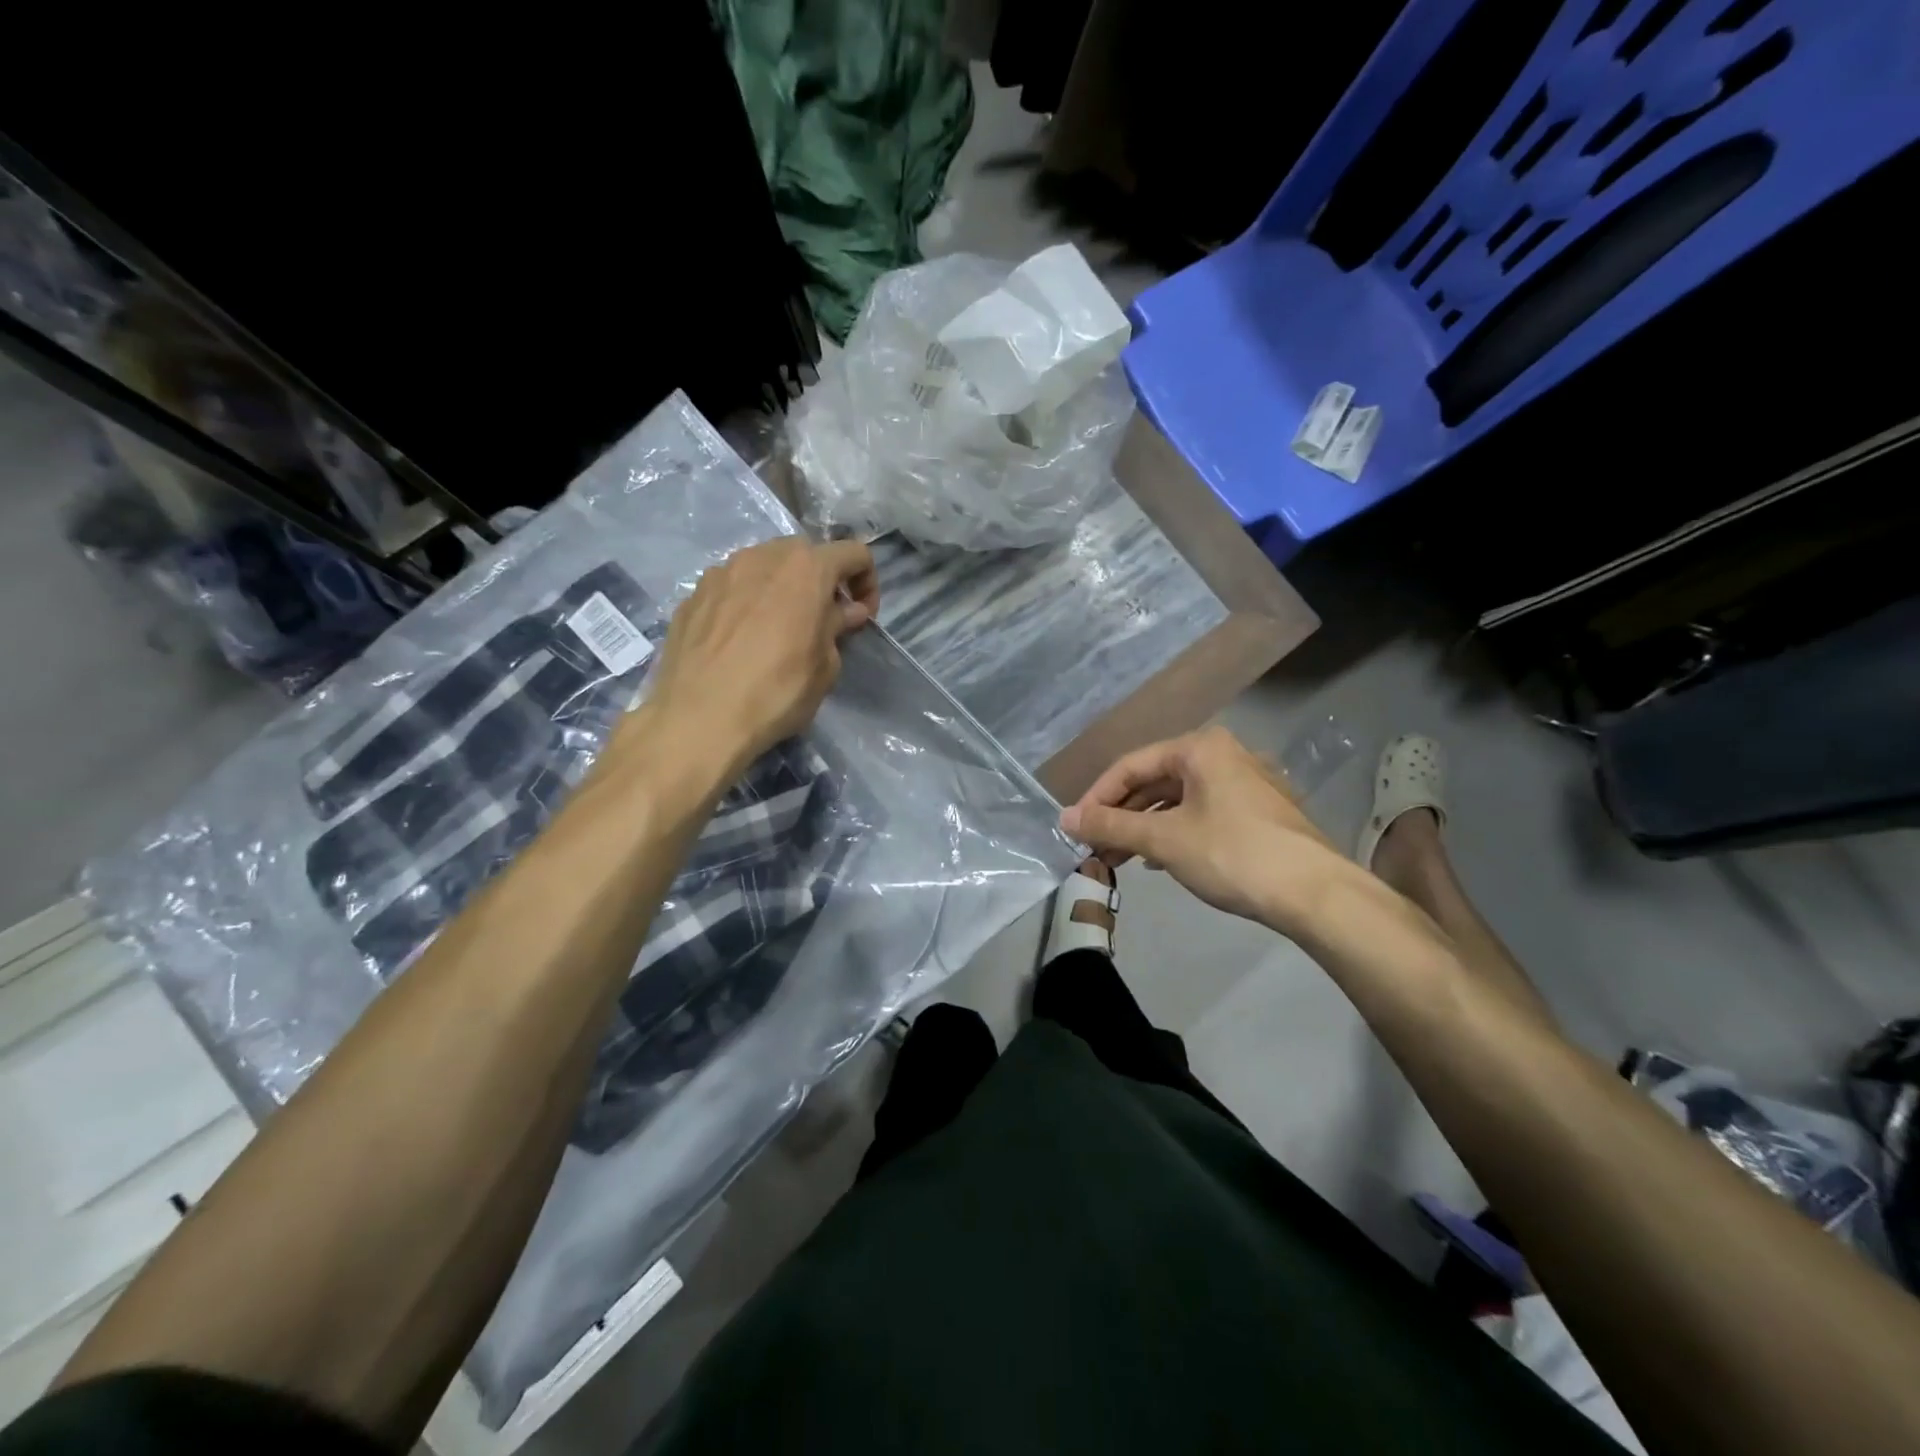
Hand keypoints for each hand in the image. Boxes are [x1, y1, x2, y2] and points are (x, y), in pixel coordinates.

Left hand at [645, 536, 878, 773]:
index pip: (853, 553)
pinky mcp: (693, 594)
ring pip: (764, 567)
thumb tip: (845, 612)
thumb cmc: (776, 692)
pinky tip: (741, 640)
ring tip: (779, 628)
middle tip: (822, 620)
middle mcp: (763, 556)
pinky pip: (732, 587)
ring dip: (781, 588)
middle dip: (821, 581)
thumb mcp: (825, 667)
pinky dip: (746, 603)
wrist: (698, 718)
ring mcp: (722, 571)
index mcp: (806, 569)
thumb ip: (837, 628)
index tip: (861, 616)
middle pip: (804, 554)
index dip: (867, 582)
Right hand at [1060, 726, 1349, 930]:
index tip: (1075, 829)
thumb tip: (1064, 818)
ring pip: (1176, 800)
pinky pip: (1199, 814)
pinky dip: (1172, 833)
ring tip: (1117, 858)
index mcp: (1199, 748)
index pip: (1130, 765)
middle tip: (1093, 847)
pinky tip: (1157, 861)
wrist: (1316, 894)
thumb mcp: (1163, 839)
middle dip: (1120, 816)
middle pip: (1153, 781)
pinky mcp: (1256, 812)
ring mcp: (1243, 783)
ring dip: (1143, 828)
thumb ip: (1110, 826)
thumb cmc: (1232, 854)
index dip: (1097, 797)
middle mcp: (1222, 755)